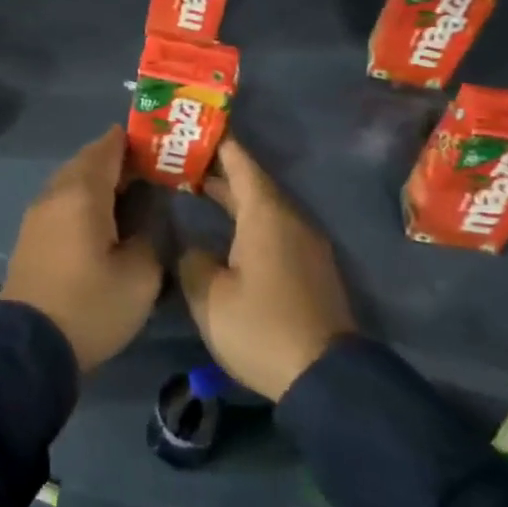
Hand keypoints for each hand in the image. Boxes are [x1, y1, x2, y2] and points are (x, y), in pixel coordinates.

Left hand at [2, 125, 162, 371]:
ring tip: (131, 190)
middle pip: (86, 162)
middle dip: (117, 159)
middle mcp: (55, 194)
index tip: (157, 140)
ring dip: (99, 179)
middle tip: (151, 167)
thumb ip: (149, 237)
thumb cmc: (90, 306)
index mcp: (82, 194)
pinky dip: (84, 198)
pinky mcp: (31, 235)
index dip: (131, 140)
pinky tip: (104, 217)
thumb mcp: (140, 276)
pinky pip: (62, 201)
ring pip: (72, 181)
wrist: (30, 345)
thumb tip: (146, 220)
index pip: (106, 149)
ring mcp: (37, 214)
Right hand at [178, 137, 356, 400]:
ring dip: (231, 195)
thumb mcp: (210, 295)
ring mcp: (304, 245)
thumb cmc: (262, 328)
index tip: (192, 126)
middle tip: (180, 158)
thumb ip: (193, 260)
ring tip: (195, 187)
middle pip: (252, 182)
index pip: (240, 162)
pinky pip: (272, 227)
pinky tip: (223, 230)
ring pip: (263, 206)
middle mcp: (290, 220)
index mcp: (266, 215)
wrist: (327, 380)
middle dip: (217, 169)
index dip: (216, 141)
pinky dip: (245, 218)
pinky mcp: (309, 269)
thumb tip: (195, 249)